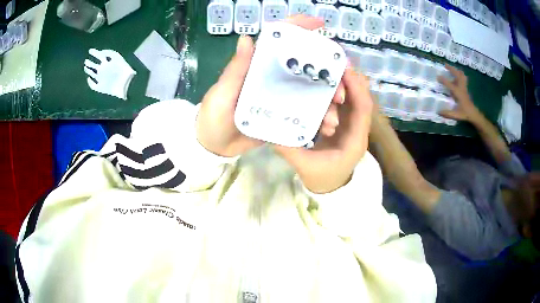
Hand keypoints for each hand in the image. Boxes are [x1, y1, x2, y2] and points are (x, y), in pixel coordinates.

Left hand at [196, 16, 332, 157]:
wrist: (215, 146)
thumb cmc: (213, 116)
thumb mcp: (222, 93)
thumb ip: (236, 69)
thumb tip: (246, 38)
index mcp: (259, 65)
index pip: (280, 39)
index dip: (299, 27)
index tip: (320, 24)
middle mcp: (275, 76)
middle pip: (307, 65)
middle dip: (329, 74)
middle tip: (341, 91)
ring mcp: (282, 96)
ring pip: (312, 90)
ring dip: (328, 101)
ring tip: (333, 119)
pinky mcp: (285, 114)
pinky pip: (307, 112)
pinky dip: (320, 118)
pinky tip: (327, 128)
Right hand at [275, 69, 372, 193]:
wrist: (331, 187)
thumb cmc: (323, 178)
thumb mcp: (305, 166)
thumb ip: (290, 149)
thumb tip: (270, 129)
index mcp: (355, 139)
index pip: (363, 108)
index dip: (355, 87)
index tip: (343, 69)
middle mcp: (358, 128)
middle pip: (361, 97)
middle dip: (349, 78)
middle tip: (331, 62)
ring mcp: (352, 124)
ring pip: (353, 97)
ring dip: (343, 81)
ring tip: (327, 67)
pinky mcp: (345, 122)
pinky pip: (344, 101)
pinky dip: (336, 89)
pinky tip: (323, 80)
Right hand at [437, 64, 481, 122]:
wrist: (474, 114)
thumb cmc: (465, 114)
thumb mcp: (456, 115)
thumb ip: (448, 113)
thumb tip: (438, 112)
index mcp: (459, 94)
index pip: (451, 85)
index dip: (444, 80)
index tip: (438, 76)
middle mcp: (462, 88)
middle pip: (458, 75)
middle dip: (452, 69)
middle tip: (445, 65)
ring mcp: (464, 88)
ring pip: (462, 75)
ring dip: (456, 70)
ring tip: (451, 68)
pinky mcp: (465, 89)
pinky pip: (463, 79)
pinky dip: (459, 75)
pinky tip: (456, 75)